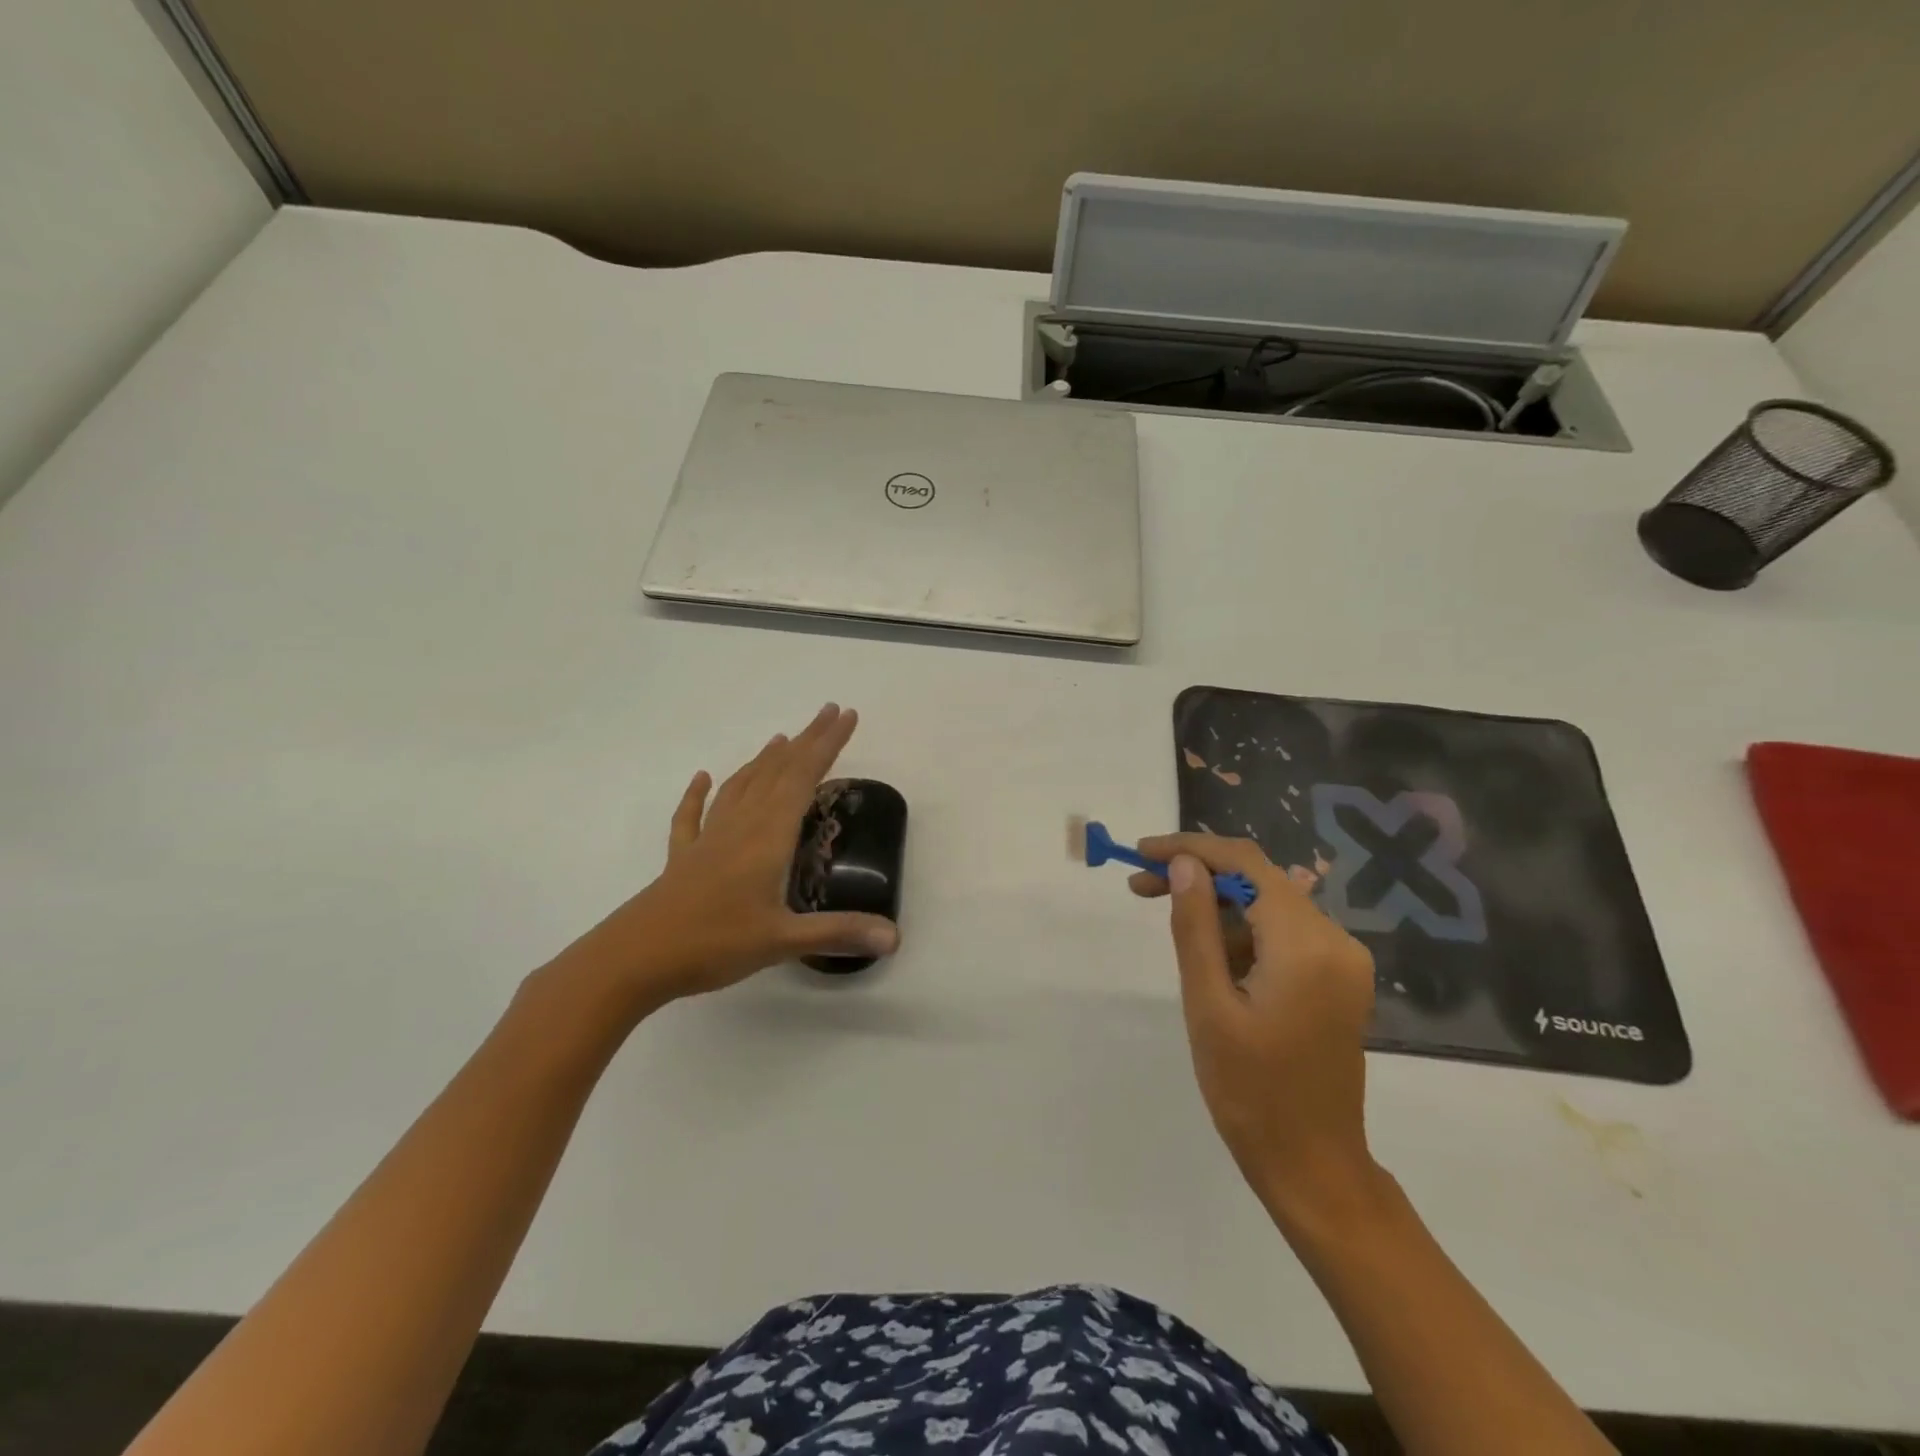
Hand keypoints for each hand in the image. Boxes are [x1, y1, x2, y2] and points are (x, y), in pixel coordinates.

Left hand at [569, 704, 899, 1009]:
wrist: (634, 958)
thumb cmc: (713, 943)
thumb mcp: (781, 941)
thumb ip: (838, 933)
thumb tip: (895, 938)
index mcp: (767, 837)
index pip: (804, 778)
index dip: (828, 746)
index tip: (846, 715)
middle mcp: (740, 826)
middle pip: (777, 772)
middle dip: (806, 741)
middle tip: (829, 712)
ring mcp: (708, 839)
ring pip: (741, 786)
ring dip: (764, 760)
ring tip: (781, 738)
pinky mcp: (684, 858)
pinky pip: (693, 816)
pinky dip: (699, 794)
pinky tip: (701, 778)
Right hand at [1131, 833, 1384, 1231]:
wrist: (1313, 1165)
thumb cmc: (1251, 1091)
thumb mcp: (1208, 1005)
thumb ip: (1194, 926)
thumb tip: (1183, 864)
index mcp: (1306, 944)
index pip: (1246, 864)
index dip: (1191, 848)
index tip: (1141, 854)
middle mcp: (1335, 940)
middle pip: (1258, 880)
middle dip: (1198, 876)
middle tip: (1139, 887)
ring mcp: (1341, 960)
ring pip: (1268, 906)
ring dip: (1217, 907)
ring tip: (1169, 925)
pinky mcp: (1337, 979)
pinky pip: (1283, 934)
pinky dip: (1242, 934)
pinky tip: (1211, 958)